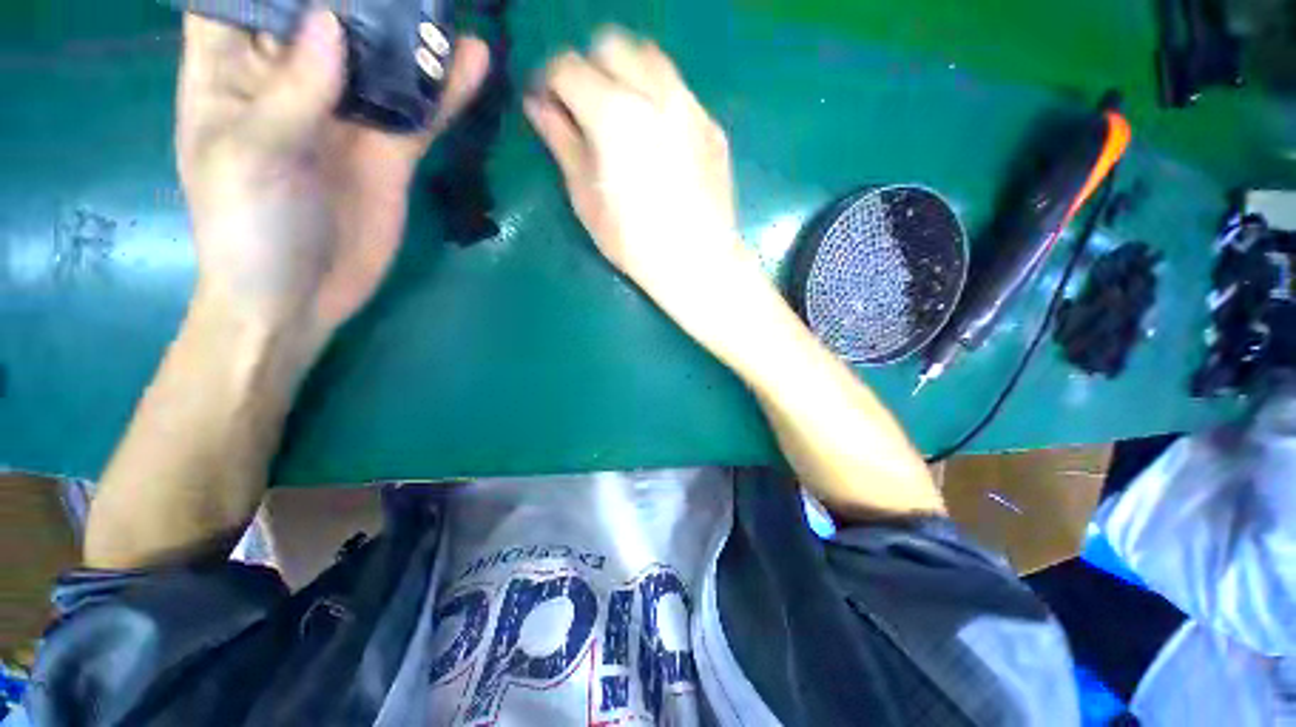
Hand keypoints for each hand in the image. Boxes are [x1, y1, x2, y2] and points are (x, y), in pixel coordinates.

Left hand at [177, 9, 489, 342]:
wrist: (301, 298)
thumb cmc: (247, 231)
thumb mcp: (250, 160)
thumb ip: (289, 95)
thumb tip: (333, 26)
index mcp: (231, 72)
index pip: (242, 0)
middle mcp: (291, 82)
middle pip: (323, 18)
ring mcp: (347, 118)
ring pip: (382, 62)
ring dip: (412, 36)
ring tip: (447, 7)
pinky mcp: (390, 154)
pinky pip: (422, 113)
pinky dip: (446, 90)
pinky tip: (472, 61)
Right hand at [524, 28, 757, 348]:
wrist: (697, 262)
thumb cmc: (634, 241)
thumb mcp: (586, 197)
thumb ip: (561, 142)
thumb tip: (539, 106)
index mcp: (613, 113)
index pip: (567, 66)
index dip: (549, 82)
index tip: (547, 105)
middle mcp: (655, 93)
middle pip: (611, 45)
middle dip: (588, 68)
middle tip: (584, 107)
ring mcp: (691, 106)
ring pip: (650, 58)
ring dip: (626, 74)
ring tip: (622, 117)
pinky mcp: (712, 126)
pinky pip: (679, 92)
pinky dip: (658, 100)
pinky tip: (658, 140)